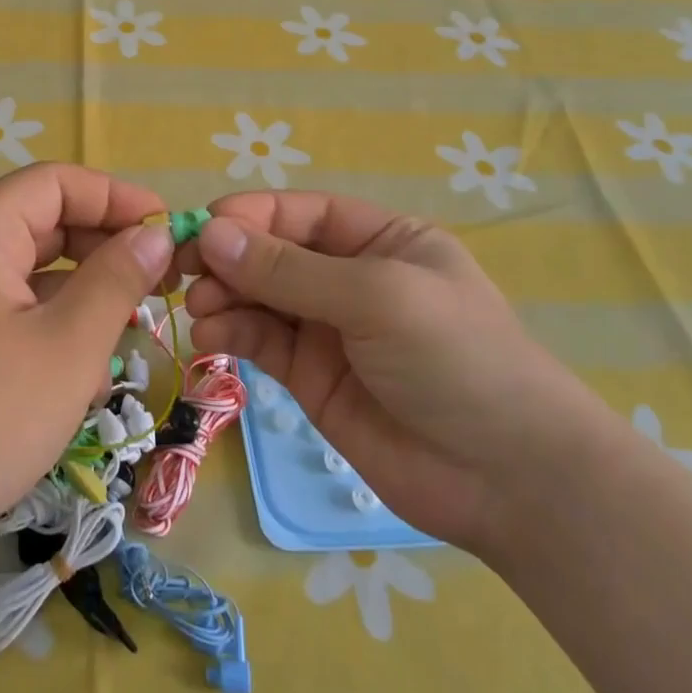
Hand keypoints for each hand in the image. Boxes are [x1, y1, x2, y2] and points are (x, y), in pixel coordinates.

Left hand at [0, 163, 173, 592]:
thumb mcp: (67, 347)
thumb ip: (117, 281)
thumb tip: (154, 236)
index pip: (56, 182)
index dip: (117, 198)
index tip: (169, 232)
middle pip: (44, 226)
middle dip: (105, 252)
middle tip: (161, 287)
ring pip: (33, 278)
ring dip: (83, 301)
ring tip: (126, 340)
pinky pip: (13, 319)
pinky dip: (52, 336)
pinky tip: (82, 385)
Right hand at [183, 192, 613, 556]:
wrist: (508, 479)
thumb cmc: (456, 359)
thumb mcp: (376, 296)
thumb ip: (289, 269)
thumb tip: (211, 233)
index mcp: (380, 239)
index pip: (300, 213)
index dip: (249, 215)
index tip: (201, 228)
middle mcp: (349, 277)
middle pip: (272, 253)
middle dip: (228, 257)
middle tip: (183, 270)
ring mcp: (328, 329)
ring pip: (258, 296)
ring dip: (223, 295)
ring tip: (200, 307)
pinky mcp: (310, 377)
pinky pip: (260, 341)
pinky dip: (231, 332)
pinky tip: (211, 334)